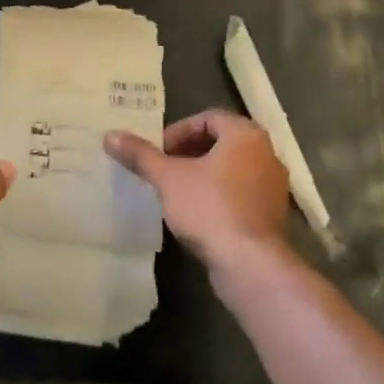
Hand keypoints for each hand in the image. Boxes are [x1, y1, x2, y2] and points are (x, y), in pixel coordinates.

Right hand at [105, 109, 289, 276]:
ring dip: (203, 173)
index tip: (159, 151)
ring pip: (232, 168)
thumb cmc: (209, 208)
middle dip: (189, 152)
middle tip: (165, 168)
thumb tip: (110, 135)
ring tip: (176, 190)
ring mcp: (273, 185)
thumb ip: (141, 155)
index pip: (208, 118)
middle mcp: (266, 153)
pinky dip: (219, 193)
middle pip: (221, 141)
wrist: (249, 265)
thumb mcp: (168, 178)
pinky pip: (241, 191)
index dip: (179, 131)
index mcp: (246, 135)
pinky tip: (197, 213)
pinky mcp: (272, 214)